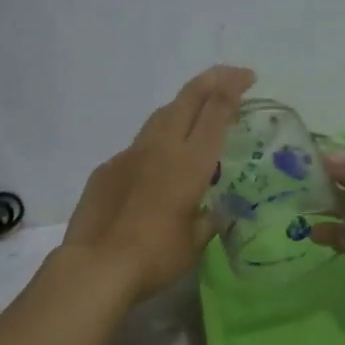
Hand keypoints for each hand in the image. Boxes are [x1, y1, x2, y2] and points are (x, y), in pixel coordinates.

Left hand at [62, 65, 255, 300]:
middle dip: (211, 81)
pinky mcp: (106, 170)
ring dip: (182, 107)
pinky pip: (136, 148)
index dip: (234, 88)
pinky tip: (155, 168)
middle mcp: (160, 149)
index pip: (216, 112)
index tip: (247, 78)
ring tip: (194, 115)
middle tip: (229, 77)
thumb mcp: (194, 243)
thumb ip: (207, 221)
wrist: (97, 267)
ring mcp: (129, 155)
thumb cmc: (155, 257)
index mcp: (190, 163)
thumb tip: (213, 213)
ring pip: (159, 117)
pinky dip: (154, 146)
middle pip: (187, 99)